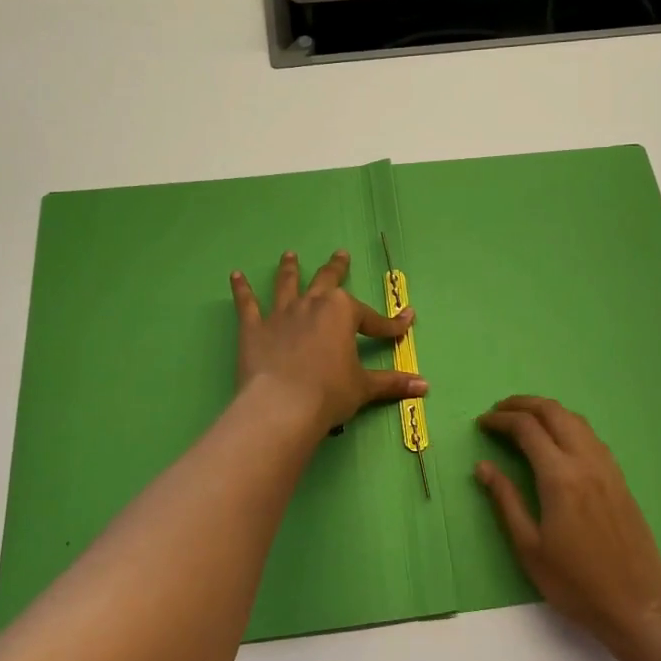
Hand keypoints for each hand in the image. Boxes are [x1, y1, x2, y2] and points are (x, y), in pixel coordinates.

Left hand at [232, 250, 423, 439]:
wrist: (282, 406)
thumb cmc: (329, 393)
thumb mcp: (364, 387)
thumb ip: (392, 383)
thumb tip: (424, 387)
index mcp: (342, 313)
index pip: (372, 318)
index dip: (390, 324)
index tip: (406, 322)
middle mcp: (312, 304)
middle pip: (326, 281)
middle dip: (336, 268)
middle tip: (340, 255)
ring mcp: (280, 314)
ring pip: (286, 284)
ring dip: (289, 269)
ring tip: (289, 255)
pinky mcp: (253, 328)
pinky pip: (247, 304)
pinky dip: (241, 289)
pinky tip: (235, 275)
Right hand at [476, 395, 660, 654]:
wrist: (637, 605)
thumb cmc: (575, 583)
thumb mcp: (529, 547)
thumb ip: (506, 500)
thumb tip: (483, 466)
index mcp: (560, 477)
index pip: (526, 429)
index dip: (500, 420)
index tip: (481, 423)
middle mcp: (585, 461)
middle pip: (553, 412)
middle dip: (522, 404)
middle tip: (499, 411)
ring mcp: (607, 467)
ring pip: (575, 419)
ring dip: (547, 411)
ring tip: (524, 420)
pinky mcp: (619, 478)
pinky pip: (590, 436)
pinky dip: (567, 425)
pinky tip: (557, 441)